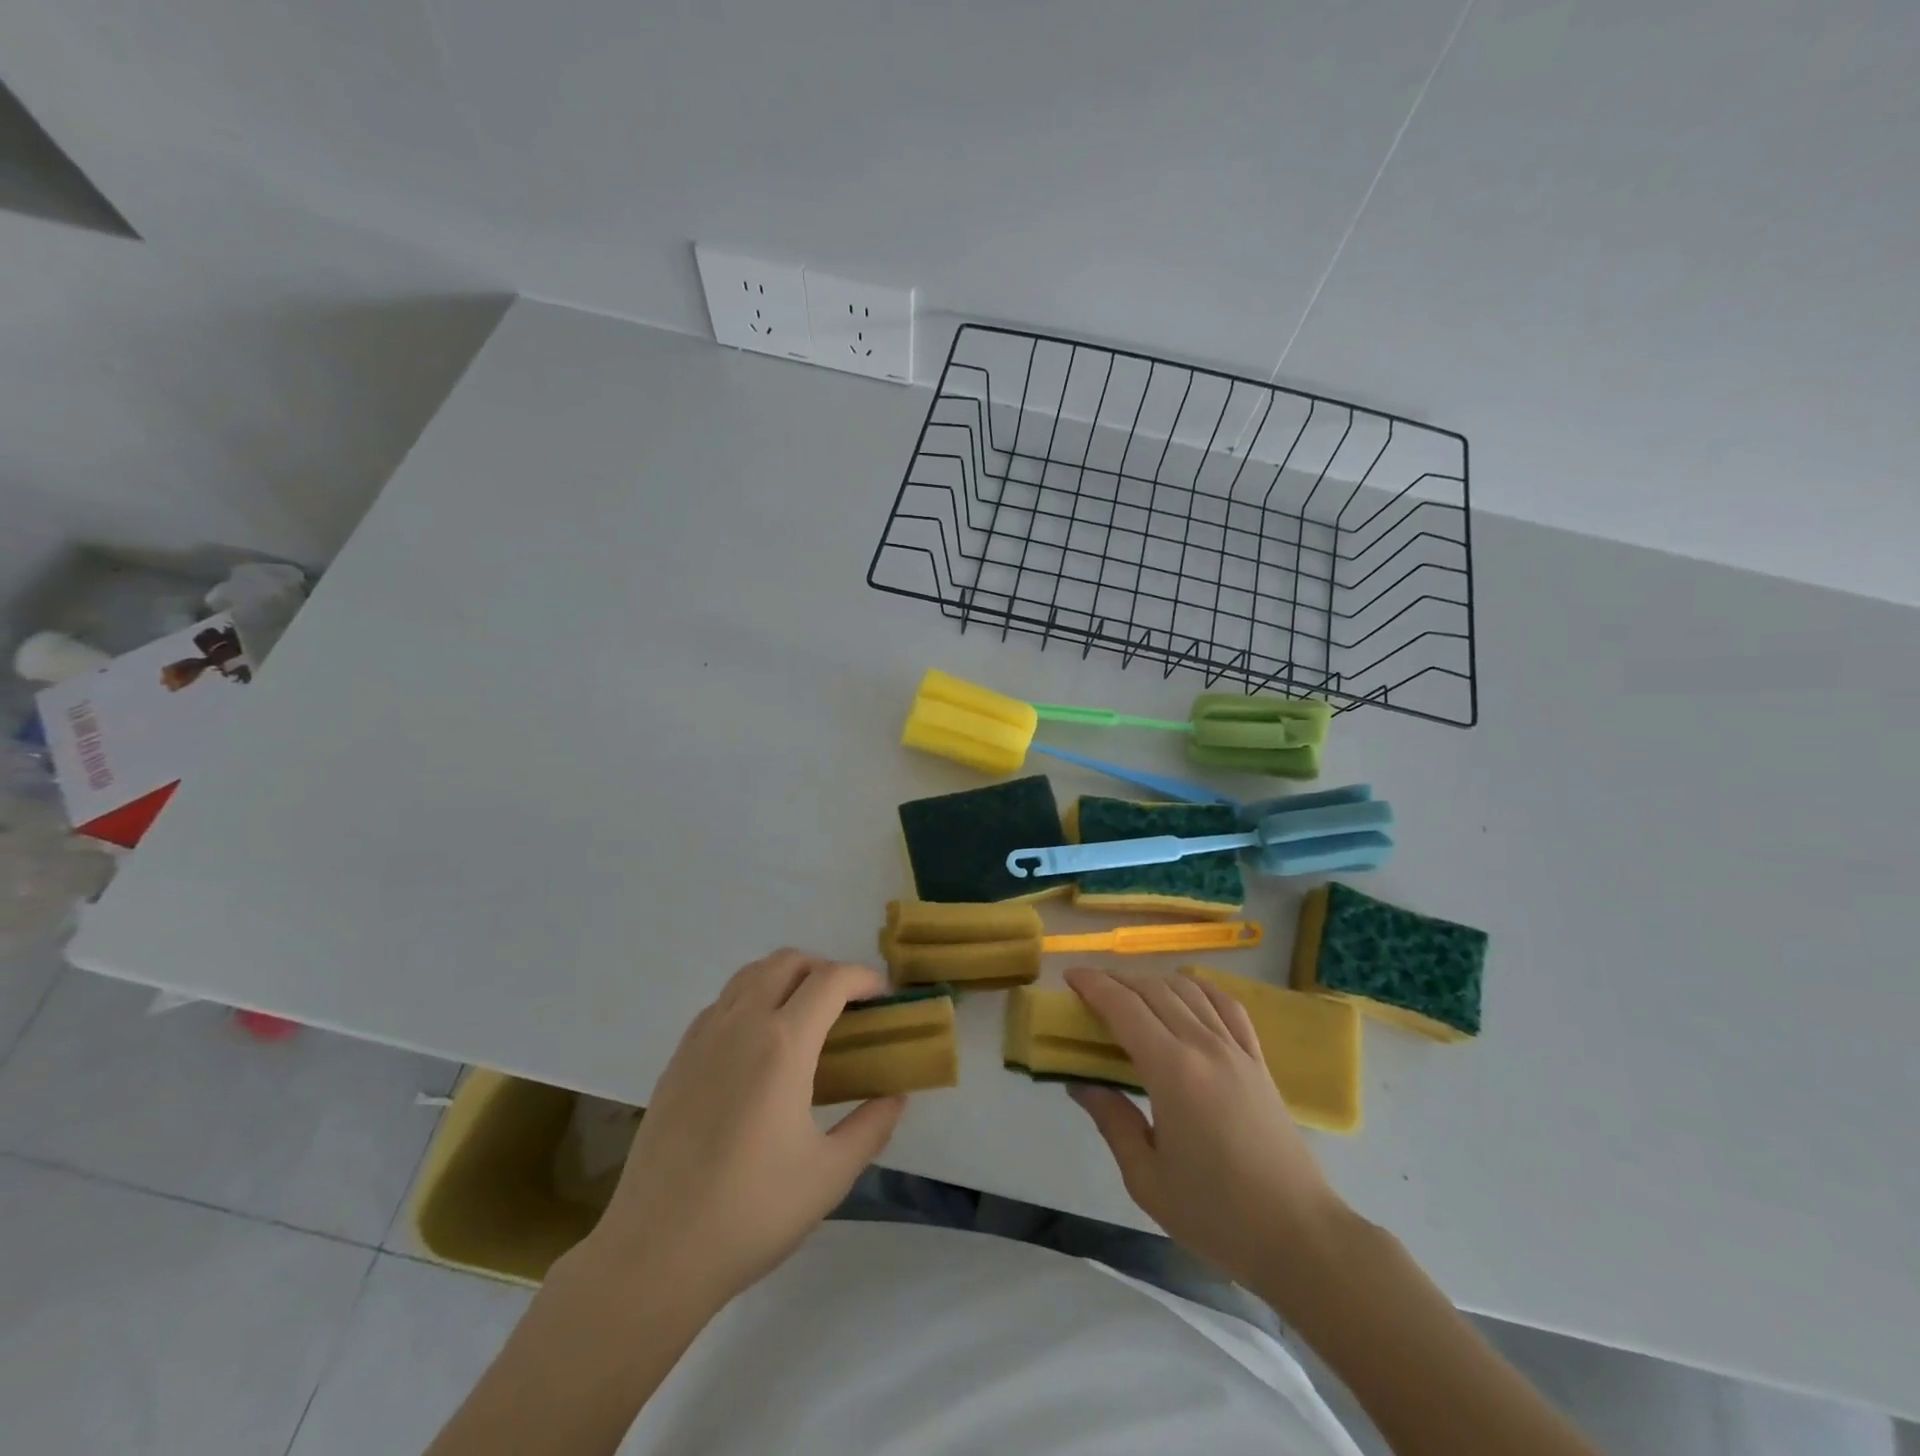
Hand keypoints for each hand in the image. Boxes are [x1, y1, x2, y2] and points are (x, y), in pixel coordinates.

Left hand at [570, 949, 904, 1314]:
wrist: (655, 1253)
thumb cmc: (751, 1213)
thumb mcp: (829, 1175)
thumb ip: (872, 1126)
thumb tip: (896, 1095)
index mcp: (783, 1044)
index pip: (830, 980)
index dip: (864, 977)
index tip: (883, 996)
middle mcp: (741, 1024)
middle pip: (787, 961)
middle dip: (825, 968)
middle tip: (847, 1005)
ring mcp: (702, 1037)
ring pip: (750, 975)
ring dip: (785, 977)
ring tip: (805, 1017)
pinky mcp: (678, 1058)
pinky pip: (722, 1003)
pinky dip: (751, 999)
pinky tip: (759, 1045)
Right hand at [1064, 967, 1345, 1287]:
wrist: (1298, 1236)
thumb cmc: (1216, 1214)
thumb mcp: (1147, 1178)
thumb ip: (1112, 1121)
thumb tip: (1081, 1083)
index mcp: (1172, 1071)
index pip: (1124, 1007)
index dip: (1094, 985)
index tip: (1070, 977)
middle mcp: (1204, 1046)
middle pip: (1154, 990)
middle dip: (1117, 980)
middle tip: (1090, 988)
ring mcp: (1236, 1049)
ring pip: (1189, 990)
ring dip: (1154, 981)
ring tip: (1130, 991)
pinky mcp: (1258, 1061)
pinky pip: (1227, 1006)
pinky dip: (1200, 989)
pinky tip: (1187, 993)